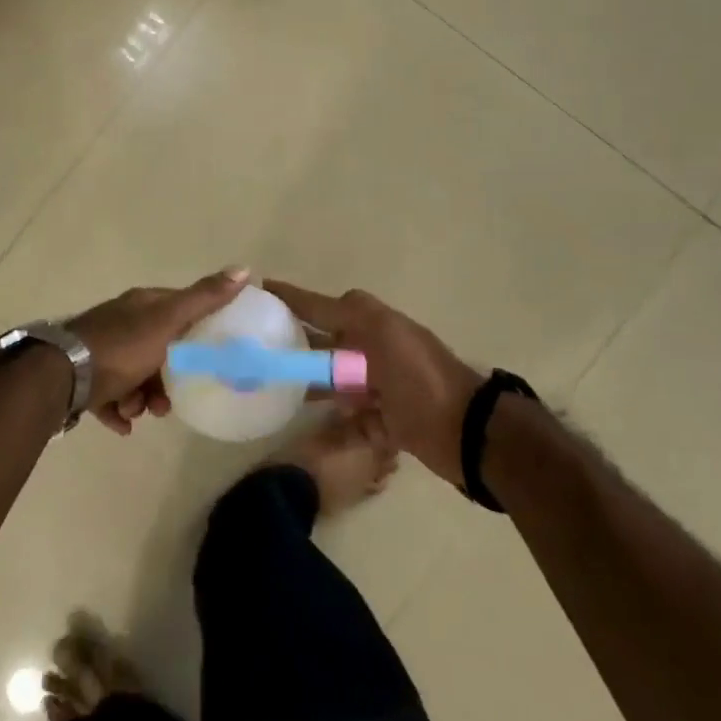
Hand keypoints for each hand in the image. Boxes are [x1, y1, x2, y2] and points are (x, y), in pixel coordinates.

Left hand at [66, 267, 250, 433]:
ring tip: (138, 414)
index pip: (177, 308)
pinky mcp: (83, 379)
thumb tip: (244, 269)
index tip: (205, 357)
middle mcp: (120, 323)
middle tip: (169, 402)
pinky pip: (108, 397)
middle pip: (155, 349)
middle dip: (166, 378)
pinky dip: (118, 411)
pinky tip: (122, 424)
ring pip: (132, 376)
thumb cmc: (122, 347)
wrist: (62, 376)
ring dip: (141, 399)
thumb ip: (204, 299)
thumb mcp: (169, 321)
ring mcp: (99, 350)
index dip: (194, 331)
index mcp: (141, 305)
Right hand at [264, 281, 484, 486]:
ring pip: (332, 382)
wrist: (465, 430)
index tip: (260, 290)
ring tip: (271, 388)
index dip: (292, 298)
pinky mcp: (383, 421)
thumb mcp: (383, 331)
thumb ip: (351, 311)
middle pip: (323, 346)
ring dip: (308, 384)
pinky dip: (333, 421)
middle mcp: (371, 351)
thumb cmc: (418, 376)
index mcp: (370, 324)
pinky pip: (348, 419)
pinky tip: (308, 427)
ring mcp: (378, 387)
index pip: (321, 306)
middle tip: (256, 351)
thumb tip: (318, 301)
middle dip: (293, 346)